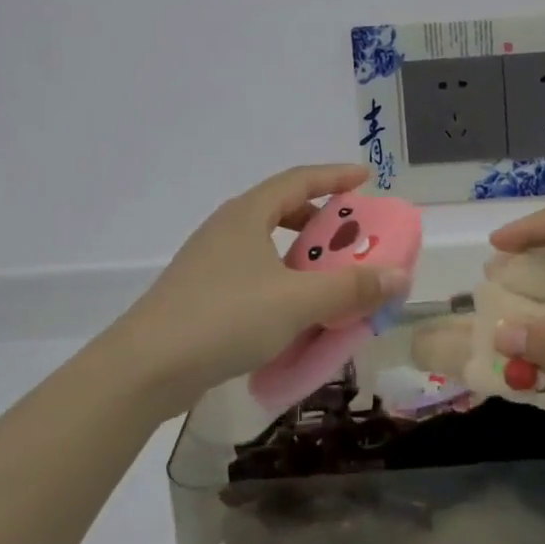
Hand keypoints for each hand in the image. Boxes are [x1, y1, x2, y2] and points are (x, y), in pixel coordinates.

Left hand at [104, 163, 410, 415]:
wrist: (145, 367)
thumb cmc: (225, 318)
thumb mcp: (297, 302)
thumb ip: (350, 288)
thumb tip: (398, 275)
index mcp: (248, 215)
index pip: (299, 179)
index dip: (335, 176)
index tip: (365, 177)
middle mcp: (227, 228)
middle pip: (282, 210)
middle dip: (321, 221)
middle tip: (353, 237)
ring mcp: (210, 262)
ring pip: (267, 246)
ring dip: (302, 257)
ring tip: (329, 279)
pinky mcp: (201, 294)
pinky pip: (253, 275)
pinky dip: (281, 283)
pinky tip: (293, 314)